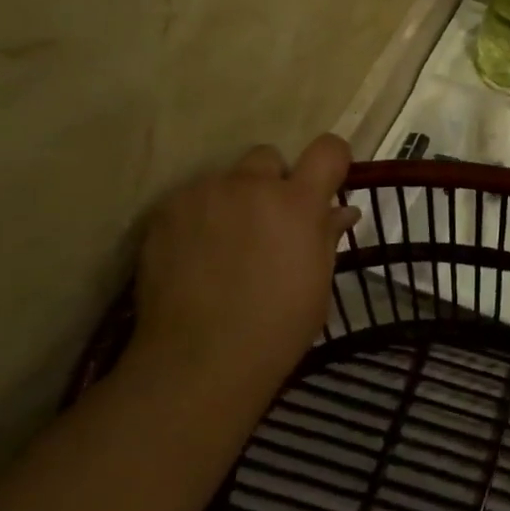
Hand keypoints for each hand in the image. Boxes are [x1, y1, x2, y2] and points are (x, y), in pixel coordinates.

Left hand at [131, 135, 359, 400]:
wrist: (200, 361)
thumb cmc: (277, 327)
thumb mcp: (318, 282)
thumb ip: (327, 236)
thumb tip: (342, 211)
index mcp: (297, 203)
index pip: (328, 149)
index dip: (331, 161)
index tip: (326, 183)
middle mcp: (251, 185)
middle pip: (268, 158)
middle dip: (272, 183)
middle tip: (268, 224)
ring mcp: (204, 195)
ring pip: (226, 180)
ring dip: (233, 201)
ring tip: (225, 245)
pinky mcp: (166, 211)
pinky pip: (192, 200)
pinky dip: (199, 218)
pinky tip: (196, 256)